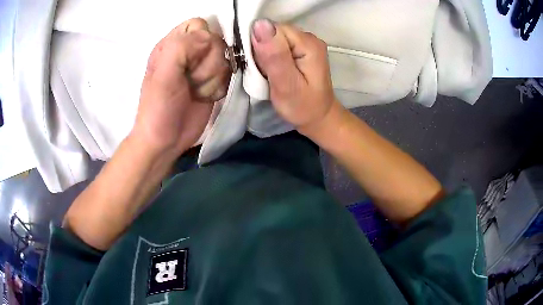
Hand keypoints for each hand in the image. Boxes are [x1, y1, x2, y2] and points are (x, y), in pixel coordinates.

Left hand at [132, 18, 230, 157]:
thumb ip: (182, 48)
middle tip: (192, 80)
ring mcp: (202, 67)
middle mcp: (189, 51)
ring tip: (197, 91)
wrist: (166, 140)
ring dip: (213, 77)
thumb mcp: (163, 75)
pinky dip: (219, 87)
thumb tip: (210, 38)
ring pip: (225, 57)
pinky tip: (205, 97)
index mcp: (172, 44)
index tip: (193, 59)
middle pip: (217, 40)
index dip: (201, 39)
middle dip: (208, 63)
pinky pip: (229, 74)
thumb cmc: (159, 107)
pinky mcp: (212, 81)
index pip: (198, 24)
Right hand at [251, 19, 340, 135]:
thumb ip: (274, 56)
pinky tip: (274, 70)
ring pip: (273, 38)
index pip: (273, 29)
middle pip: (273, 32)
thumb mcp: (286, 85)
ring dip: (265, 54)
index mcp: (308, 44)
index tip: (261, 65)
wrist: (318, 117)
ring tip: (270, 73)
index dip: (260, 44)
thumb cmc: (302, 106)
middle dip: (262, 49)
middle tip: (266, 72)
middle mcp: (309, 37)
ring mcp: (306, 42)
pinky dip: (270, 56)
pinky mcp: (301, 49)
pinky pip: (278, 44)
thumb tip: (259, 24)